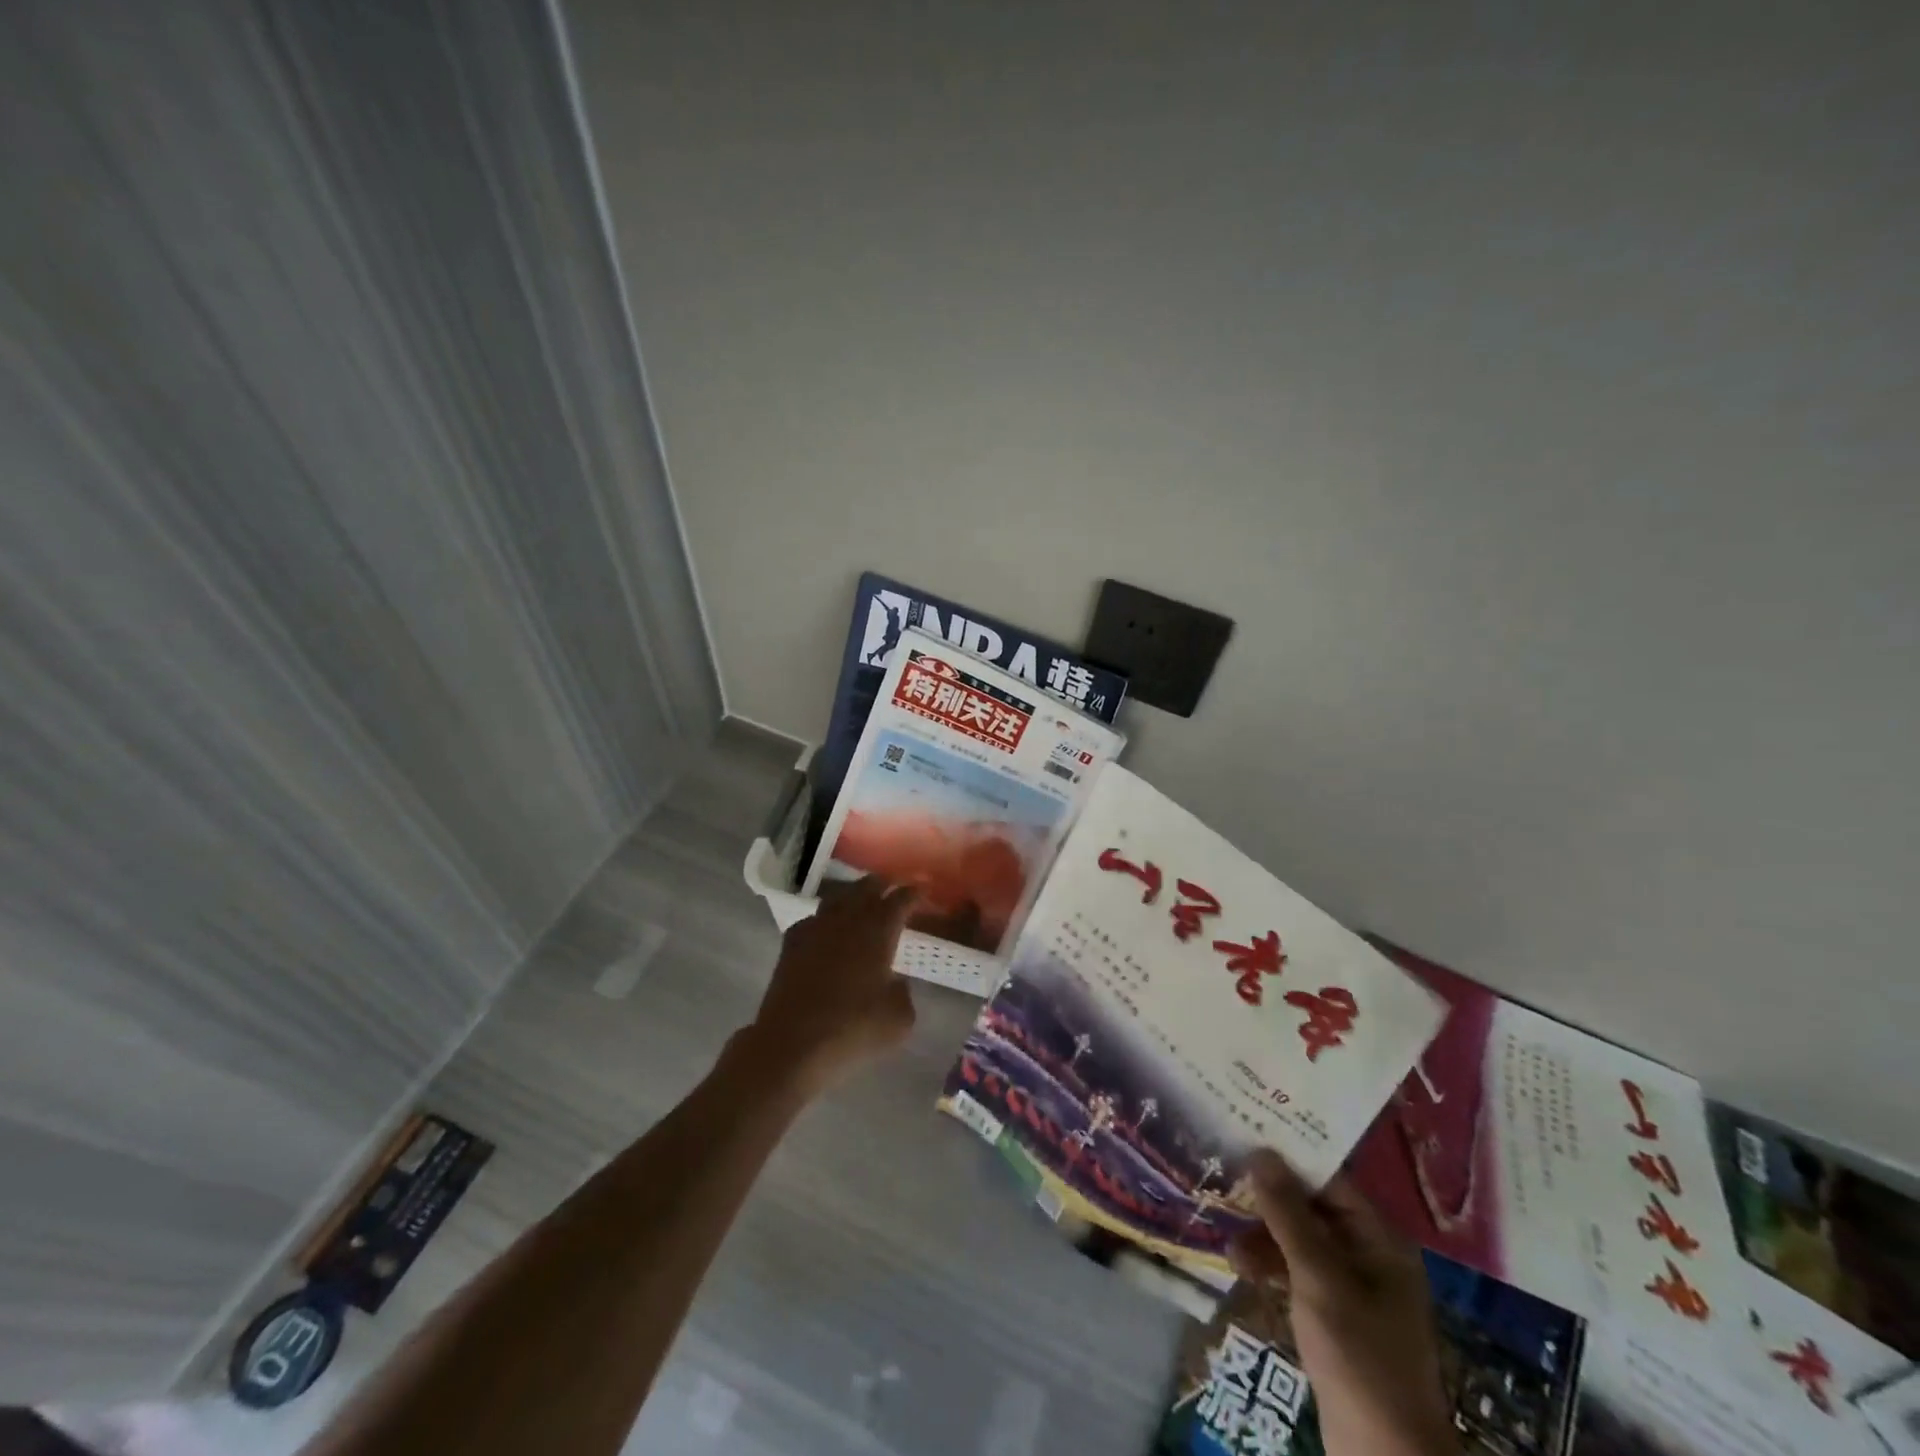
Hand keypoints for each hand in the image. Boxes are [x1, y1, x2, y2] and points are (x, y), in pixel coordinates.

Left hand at [738, 877, 917, 1095]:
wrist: (792, 1044)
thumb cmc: (853, 1029)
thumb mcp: (899, 1019)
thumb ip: (903, 992)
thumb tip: (893, 981)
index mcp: (879, 930)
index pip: (901, 899)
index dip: (914, 892)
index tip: (923, 890)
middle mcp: (847, 919)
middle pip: (867, 887)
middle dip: (883, 884)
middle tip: (893, 887)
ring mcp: (815, 928)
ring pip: (837, 898)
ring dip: (853, 896)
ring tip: (861, 902)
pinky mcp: (791, 944)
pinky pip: (812, 919)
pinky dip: (824, 919)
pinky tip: (826, 930)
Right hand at [1228, 1150, 1455, 1455]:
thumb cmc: (1359, 1354)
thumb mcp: (1318, 1277)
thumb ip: (1288, 1213)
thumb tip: (1261, 1151)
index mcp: (1378, 1238)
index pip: (1329, 1177)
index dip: (1288, 1155)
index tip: (1245, 1133)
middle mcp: (1368, 1252)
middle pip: (1311, 1206)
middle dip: (1268, 1197)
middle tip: (1223, 1175)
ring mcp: (1352, 1285)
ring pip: (1300, 1239)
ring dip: (1264, 1236)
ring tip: (1227, 1239)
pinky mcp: (1335, 1314)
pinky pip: (1298, 1271)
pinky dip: (1271, 1265)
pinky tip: (1240, 1267)